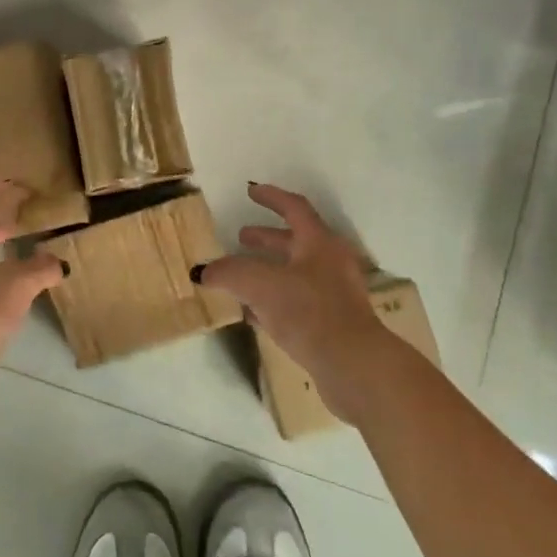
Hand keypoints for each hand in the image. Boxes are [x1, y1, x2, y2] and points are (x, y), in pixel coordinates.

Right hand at [198, 183, 389, 421]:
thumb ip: (229, 272)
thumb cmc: (309, 311)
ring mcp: (335, 294)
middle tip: (241, 237)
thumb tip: (203, 271)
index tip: (251, 191)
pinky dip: (274, 300)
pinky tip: (254, 314)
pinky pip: (298, 301)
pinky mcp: (333, 323)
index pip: (294, 208)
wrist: (353, 365)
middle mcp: (330, 262)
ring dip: (268, 271)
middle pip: (296, 241)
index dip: (271, 197)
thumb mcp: (260, 285)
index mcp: (319, 242)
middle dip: (266, 238)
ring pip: (296, 273)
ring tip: (240, 278)